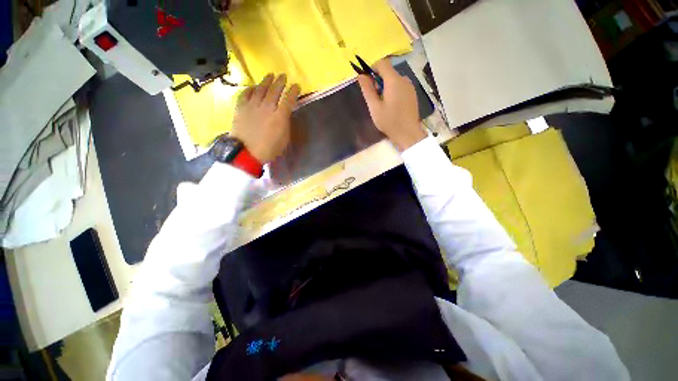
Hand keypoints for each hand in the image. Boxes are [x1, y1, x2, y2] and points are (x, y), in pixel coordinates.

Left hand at [230, 74, 300, 162]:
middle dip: (280, 82)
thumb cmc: (269, 149)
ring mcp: (252, 106)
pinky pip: (245, 94)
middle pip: (275, 91)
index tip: (296, 86)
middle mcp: (267, 107)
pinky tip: (253, 86)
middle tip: (283, 76)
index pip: (288, 100)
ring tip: (270, 75)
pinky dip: (250, 89)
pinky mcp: (241, 108)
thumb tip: (285, 115)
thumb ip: (285, 124)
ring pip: (260, 89)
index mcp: (279, 117)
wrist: (247, 153)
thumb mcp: (284, 139)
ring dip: (266, 81)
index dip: (293, 91)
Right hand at [357, 59, 426, 150]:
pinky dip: (393, 91)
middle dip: (378, 80)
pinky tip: (391, 105)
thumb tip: (360, 76)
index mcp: (394, 81)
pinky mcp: (412, 93)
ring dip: (385, 86)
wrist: (408, 133)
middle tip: (374, 98)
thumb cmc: (389, 121)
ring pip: (394, 79)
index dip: (372, 68)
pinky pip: (400, 86)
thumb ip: (367, 90)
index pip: (382, 63)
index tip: (367, 82)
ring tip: (382, 104)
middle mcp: (403, 79)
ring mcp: (410, 86)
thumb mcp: (374, 107)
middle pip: (388, 72)